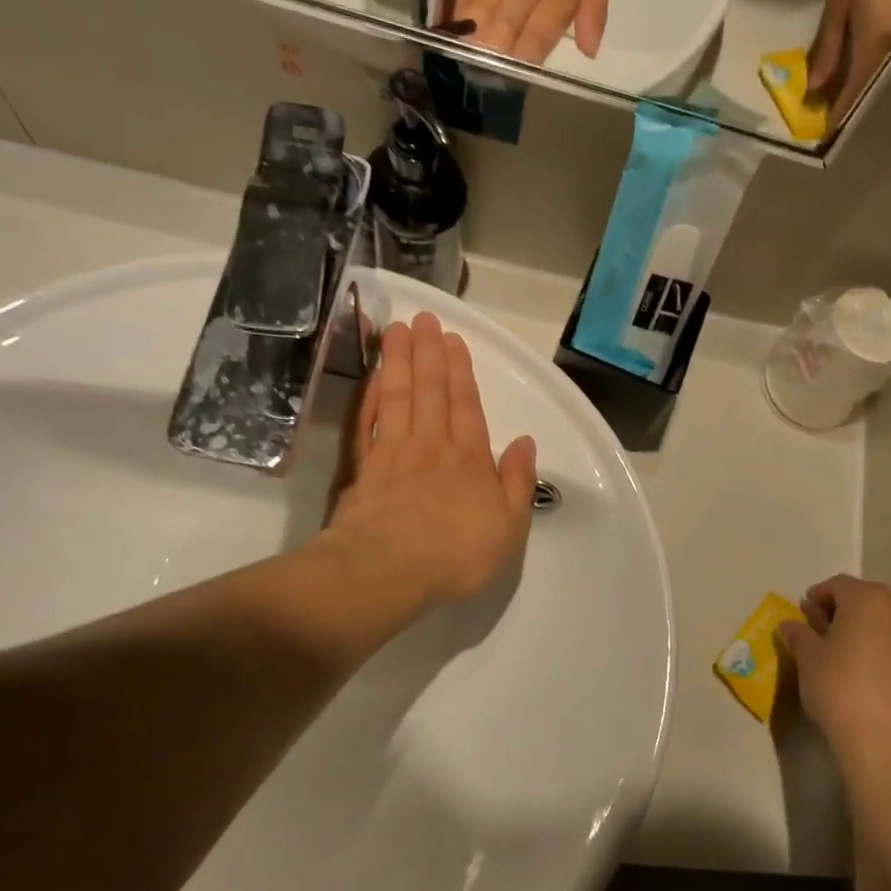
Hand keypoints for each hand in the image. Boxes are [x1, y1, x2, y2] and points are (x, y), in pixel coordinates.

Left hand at [317, 313, 537, 615]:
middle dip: (428, 353)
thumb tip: (526, 443)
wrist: (387, 571)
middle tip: (422, 319)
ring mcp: (394, 454)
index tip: (453, 339)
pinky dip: (369, 398)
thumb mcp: (509, 526)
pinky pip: (367, 423)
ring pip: (398, 398)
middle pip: (430, 391)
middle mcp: (432, 447)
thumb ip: (518, 482)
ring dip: (399, 363)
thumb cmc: (457, 554)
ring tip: (396, 332)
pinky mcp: (364, 469)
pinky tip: (371, 379)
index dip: (460, 371)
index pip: (466, 405)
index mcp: (470, 459)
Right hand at [777, 576, 890, 754]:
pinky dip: (874, 644)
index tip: (801, 616)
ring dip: (858, 626)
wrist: (883, 735)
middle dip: (838, 608)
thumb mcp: (807, 657)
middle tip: (817, 630)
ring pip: (879, 618)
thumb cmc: (839, 684)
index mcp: (866, 597)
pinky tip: (858, 667)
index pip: (837, 584)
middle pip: (862, 597)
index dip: (816, 596)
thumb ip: (798, 634)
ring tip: (836, 650)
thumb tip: (789, 624)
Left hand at [806, 0, 890, 130]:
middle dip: (845, 101)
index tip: (824, 131)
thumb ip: (828, 48)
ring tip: (832, 95)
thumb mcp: (838, 3)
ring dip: (854, 83)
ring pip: (874, 67)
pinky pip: (880, 50)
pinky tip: (849, 65)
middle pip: (866, 82)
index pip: (855, 90)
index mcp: (874, 43)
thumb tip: (815, 87)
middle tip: (823, 116)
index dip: (838, 111)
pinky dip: (862, 63)